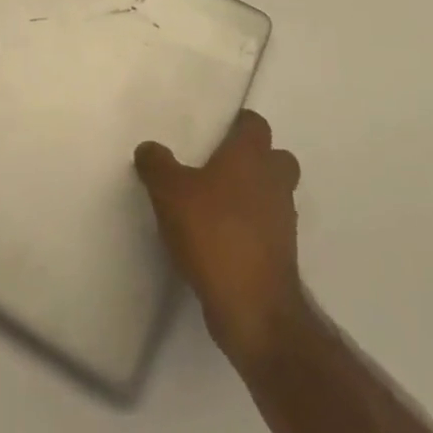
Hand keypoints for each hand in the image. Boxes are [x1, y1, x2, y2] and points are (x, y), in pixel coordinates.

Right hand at [136, 109, 307, 366]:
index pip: (255, 124)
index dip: (238, 124)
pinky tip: (221, 240)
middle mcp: (274, 181)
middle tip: (219, 168)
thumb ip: (157, 164)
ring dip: (253, 196)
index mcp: (252, 156)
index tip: (215, 132)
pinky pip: (268, 228)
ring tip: (215, 206)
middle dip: (254, 160)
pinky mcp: (282, 255)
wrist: (254, 308)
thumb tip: (149, 148)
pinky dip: (251, 229)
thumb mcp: (169, 192)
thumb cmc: (214, 234)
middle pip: (275, 158)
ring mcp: (284, 220)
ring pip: (274, 194)